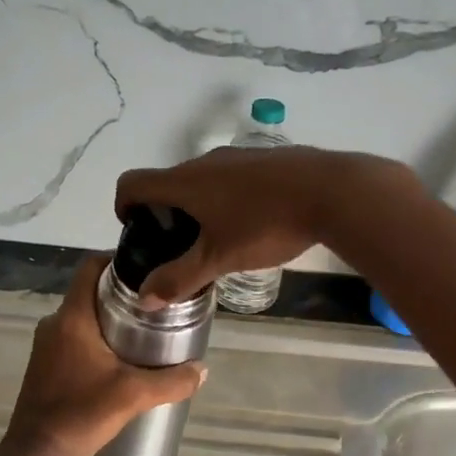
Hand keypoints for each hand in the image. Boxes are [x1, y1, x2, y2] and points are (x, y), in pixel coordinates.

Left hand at [5, 255, 206, 455]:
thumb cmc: (81, 413)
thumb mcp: (134, 395)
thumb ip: (173, 381)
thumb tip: (203, 370)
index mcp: (72, 317)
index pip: (90, 267)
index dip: (116, 260)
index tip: (147, 269)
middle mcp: (55, 324)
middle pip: (90, 292)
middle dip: (121, 294)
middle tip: (156, 304)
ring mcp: (46, 346)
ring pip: (83, 318)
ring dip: (110, 319)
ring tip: (144, 332)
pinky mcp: (45, 366)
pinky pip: (74, 339)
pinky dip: (97, 340)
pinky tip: (120, 361)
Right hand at [114, 146, 413, 304]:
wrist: (332, 190)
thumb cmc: (266, 224)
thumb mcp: (220, 258)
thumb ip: (180, 278)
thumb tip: (144, 298)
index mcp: (185, 182)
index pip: (132, 182)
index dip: (124, 206)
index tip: (138, 232)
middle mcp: (205, 162)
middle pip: (168, 182)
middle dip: (165, 214)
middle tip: (181, 249)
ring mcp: (238, 156)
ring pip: (203, 180)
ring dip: (198, 207)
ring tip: (219, 241)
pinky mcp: (266, 159)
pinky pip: (232, 177)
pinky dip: (227, 198)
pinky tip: (254, 224)